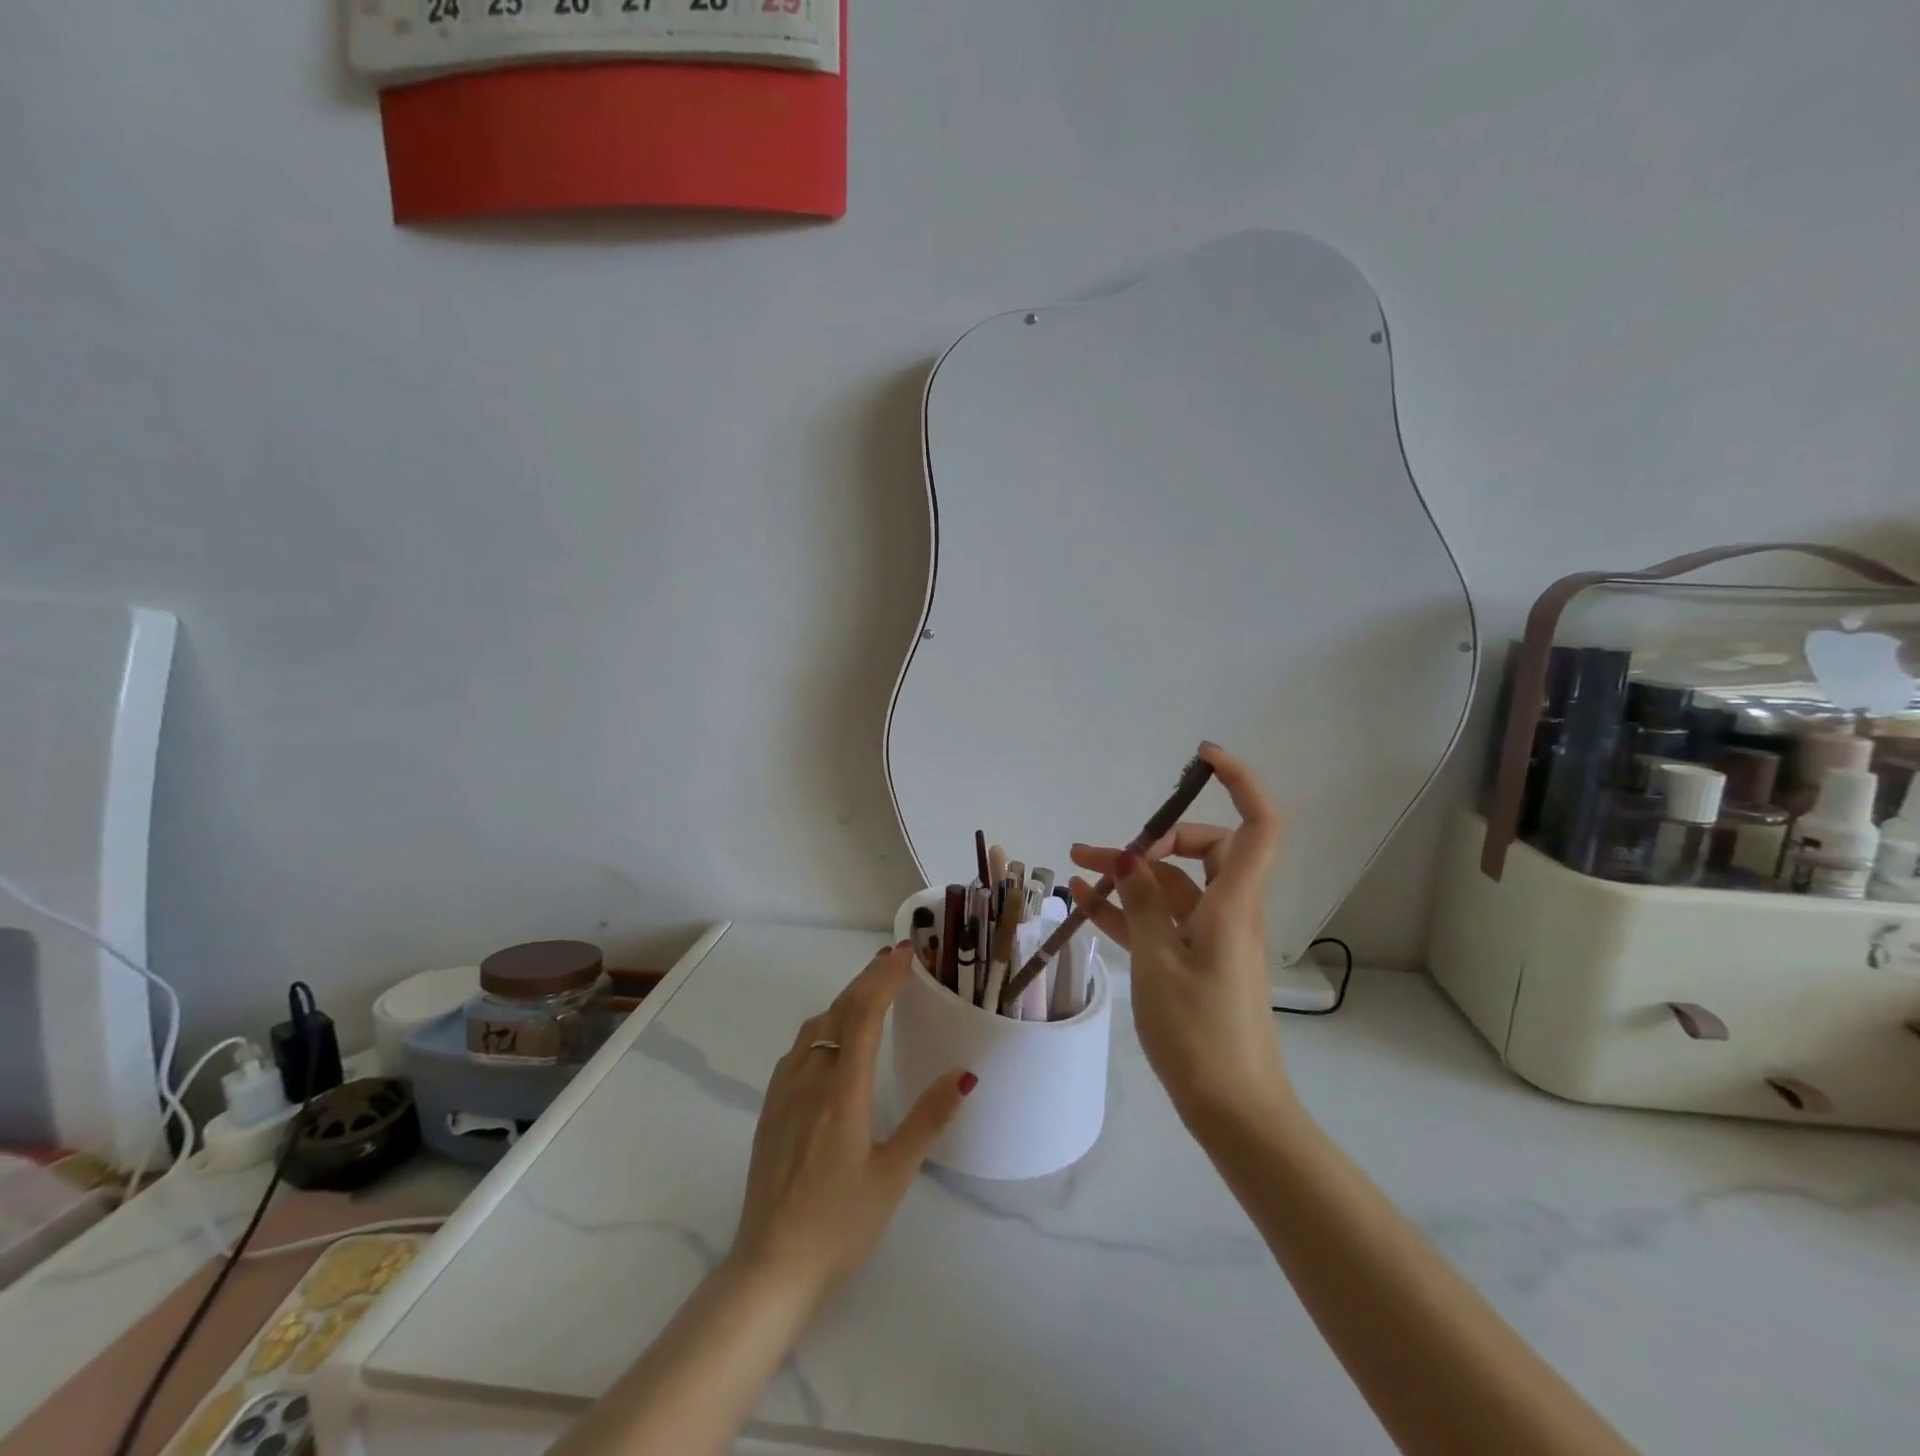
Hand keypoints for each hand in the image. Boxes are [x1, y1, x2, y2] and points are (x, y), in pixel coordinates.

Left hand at [729, 943, 974, 1302]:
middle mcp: (810, 1079)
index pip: (864, 1014)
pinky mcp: (770, 1110)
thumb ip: (928, 1119)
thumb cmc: (840, 1224)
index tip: (904, 952)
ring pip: (814, 1027)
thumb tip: (963, 1073)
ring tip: (868, 992)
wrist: (769, 1268)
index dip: (884, 978)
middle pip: (838, 1011)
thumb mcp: (894, 1175)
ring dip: (843, 1000)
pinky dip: (821, 1026)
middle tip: (892, 958)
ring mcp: (784, 1092)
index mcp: (843, 1090)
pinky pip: (797, 1049)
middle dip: (866, 979)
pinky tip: (829, 1040)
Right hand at [1070, 742, 1290, 1128]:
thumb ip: (1142, 905)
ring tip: (1074, 869)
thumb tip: (1129, 861)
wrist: (1234, 1112)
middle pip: (1205, 850)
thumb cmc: (1200, 1034)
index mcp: (1233, 904)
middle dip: (1153, 840)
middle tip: (1107, 853)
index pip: (1257, 825)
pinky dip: (1129, 912)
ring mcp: (1211, 938)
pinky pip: (1162, 922)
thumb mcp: (1159, 963)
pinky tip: (1086, 906)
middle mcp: (1229, 912)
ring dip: (1129, 877)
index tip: (1202, 758)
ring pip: (1173, 888)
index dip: (1239, 782)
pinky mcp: (1196, 963)